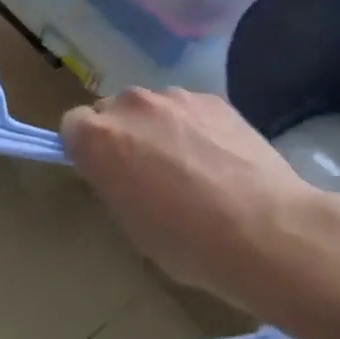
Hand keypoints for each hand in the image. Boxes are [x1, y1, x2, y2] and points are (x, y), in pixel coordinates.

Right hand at [61, 89, 332, 317]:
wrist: (267, 230)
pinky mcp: (214, 99)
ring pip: (154, 109)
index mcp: (98, 137)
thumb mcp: (131, 224)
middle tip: (149, 173)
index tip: (105, 173)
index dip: (86, 149)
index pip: (72, 125)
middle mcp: (130, 105)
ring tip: (194, 168)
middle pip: (113, 111)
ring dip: (160, 129)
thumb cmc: (187, 241)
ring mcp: (175, 97)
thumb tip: (121, 171)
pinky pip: (190, 110)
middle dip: (123, 135)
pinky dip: (196, 128)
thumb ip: (114, 183)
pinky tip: (221, 161)